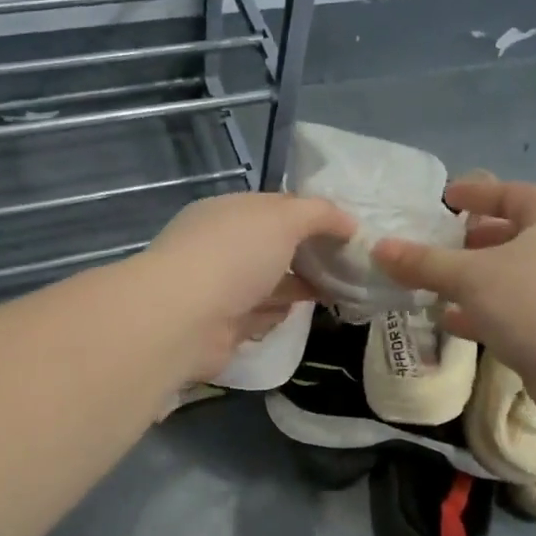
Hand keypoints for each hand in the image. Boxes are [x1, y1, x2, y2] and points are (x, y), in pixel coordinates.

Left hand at [141, 192, 355, 379]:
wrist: (185, 318)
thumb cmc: (234, 255)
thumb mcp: (284, 218)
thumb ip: (319, 214)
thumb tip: (350, 222)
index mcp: (228, 212)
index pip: (275, 208)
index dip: (312, 216)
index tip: (347, 231)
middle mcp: (220, 247)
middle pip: (273, 247)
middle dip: (307, 254)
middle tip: (348, 265)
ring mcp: (219, 288)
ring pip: (267, 283)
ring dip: (297, 287)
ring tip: (337, 290)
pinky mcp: (222, 327)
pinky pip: (258, 316)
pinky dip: (277, 314)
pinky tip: (299, 313)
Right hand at [371, 172, 535, 395]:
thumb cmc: (533, 301)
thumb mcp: (470, 276)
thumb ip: (424, 262)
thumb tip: (378, 248)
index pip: (512, 194)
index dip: (477, 193)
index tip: (446, 198)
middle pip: (513, 236)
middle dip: (473, 241)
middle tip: (439, 244)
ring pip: (512, 277)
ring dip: (475, 280)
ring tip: (435, 284)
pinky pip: (515, 312)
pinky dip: (484, 313)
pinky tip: (450, 321)